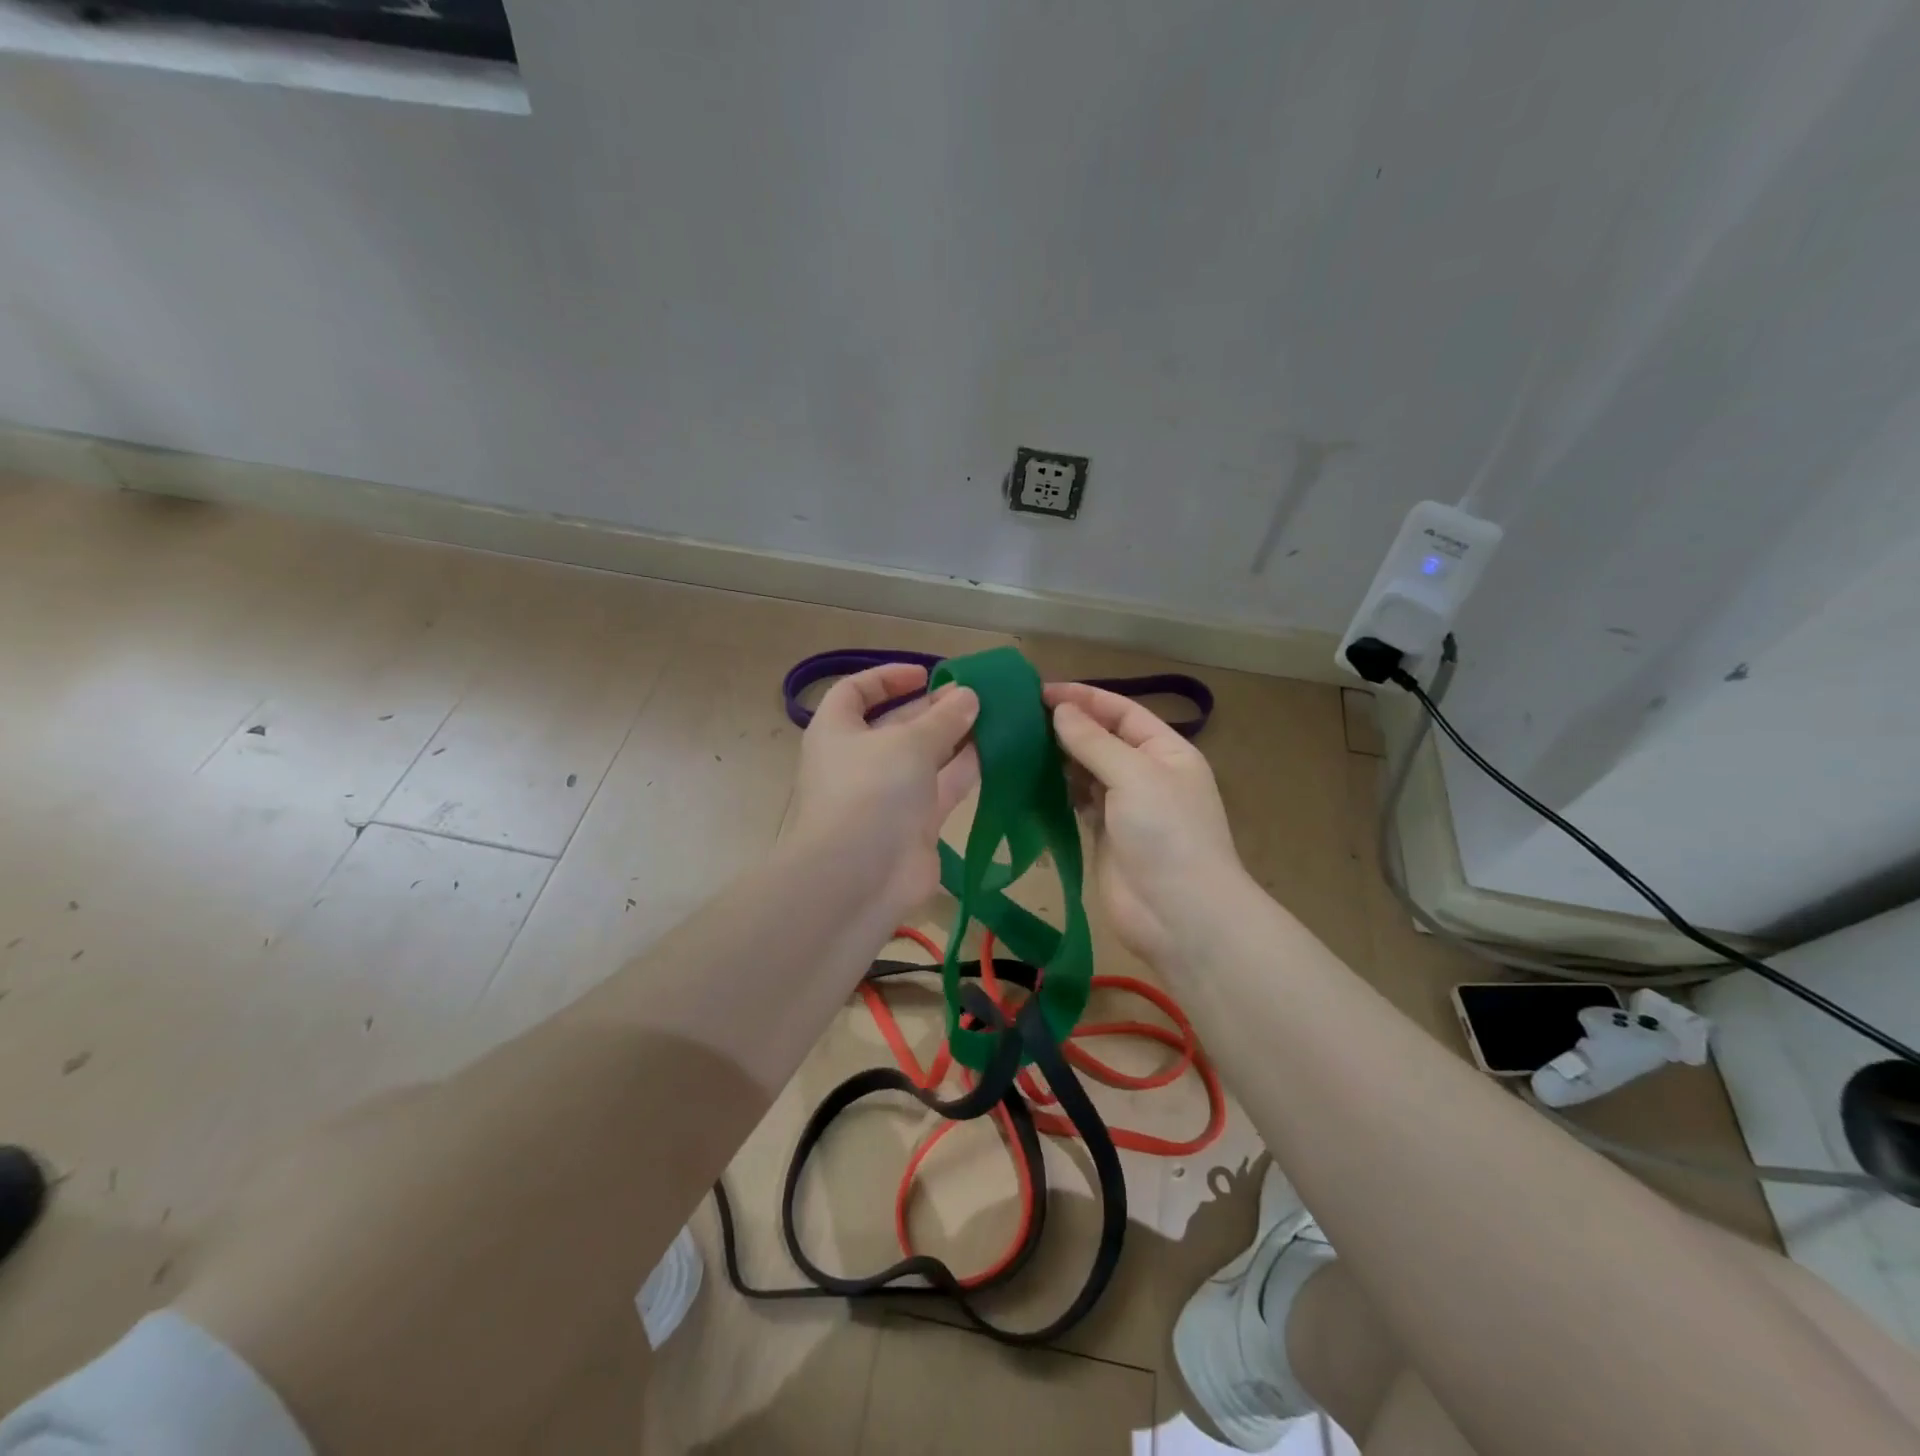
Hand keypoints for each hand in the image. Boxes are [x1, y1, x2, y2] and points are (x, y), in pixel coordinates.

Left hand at [784, 664, 979, 921]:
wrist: (860, 878)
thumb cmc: (871, 791)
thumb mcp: (909, 743)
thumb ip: (943, 718)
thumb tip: (968, 696)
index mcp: (837, 731)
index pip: (855, 692)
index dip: (887, 678)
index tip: (925, 674)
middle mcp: (859, 761)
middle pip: (897, 724)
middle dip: (933, 709)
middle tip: (974, 696)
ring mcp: (888, 795)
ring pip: (925, 757)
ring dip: (956, 737)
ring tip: (994, 716)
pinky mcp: (916, 825)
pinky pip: (943, 788)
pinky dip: (966, 770)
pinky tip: (998, 751)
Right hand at [1045, 682, 1245, 967]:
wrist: (1180, 915)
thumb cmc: (1166, 833)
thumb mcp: (1135, 775)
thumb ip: (1094, 742)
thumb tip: (1060, 711)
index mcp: (1166, 751)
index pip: (1122, 712)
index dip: (1084, 698)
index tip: (1040, 691)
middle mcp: (1146, 774)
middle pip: (1102, 739)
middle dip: (1067, 726)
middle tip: (1020, 717)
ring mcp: (1125, 807)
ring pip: (1086, 771)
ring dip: (1058, 757)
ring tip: (1017, 743)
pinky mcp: (1103, 835)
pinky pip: (1077, 802)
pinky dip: (1056, 789)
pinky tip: (1029, 778)